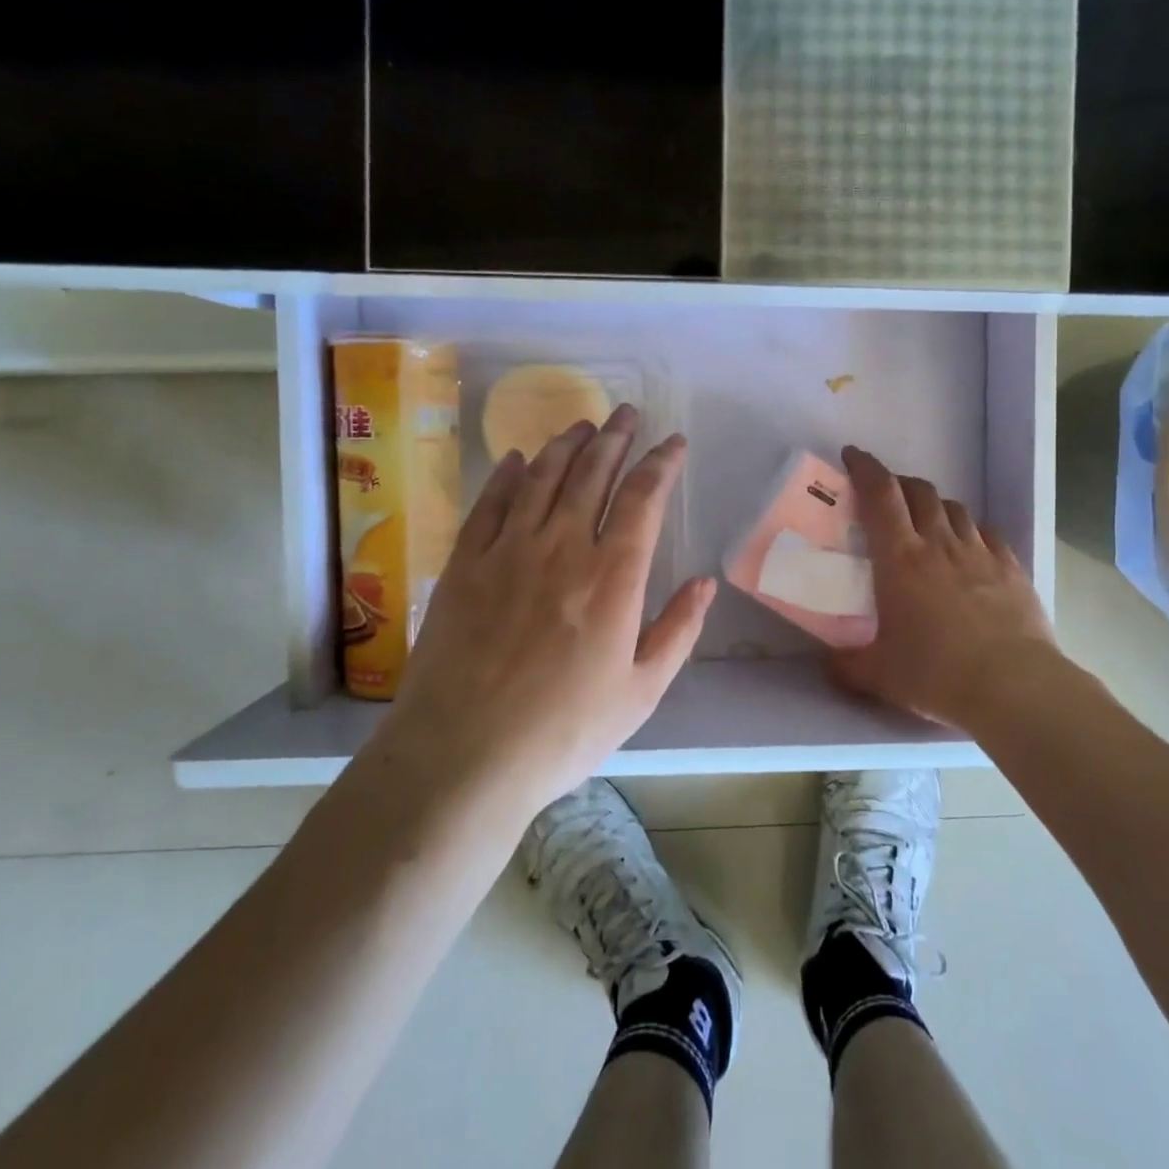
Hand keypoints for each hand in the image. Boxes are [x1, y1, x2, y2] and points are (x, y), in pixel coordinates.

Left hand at [383, 404, 714, 813]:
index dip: (661, 463)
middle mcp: (562, 547)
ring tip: (582, 425)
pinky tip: (514, 459)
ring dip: (565, 445)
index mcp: (613, 576)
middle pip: (592, 473)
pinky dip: (504, 475)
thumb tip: (705, 582)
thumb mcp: (641, 692)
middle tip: (626, 413)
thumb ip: (678, 631)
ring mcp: (507, 551)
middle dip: (615, 437)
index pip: (643, 498)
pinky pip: (488, 504)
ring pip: (541, 477)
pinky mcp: (464, 564)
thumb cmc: (563, 731)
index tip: (673, 443)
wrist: (463, 756)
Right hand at [829, 445, 1059, 733]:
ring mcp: (980, 553)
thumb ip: (847, 665)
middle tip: (886, 497)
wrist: (1014, 687)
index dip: (865, 468)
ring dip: (935, 505)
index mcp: (900, 558)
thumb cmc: (936, 674)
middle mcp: (939, 544)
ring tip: (927, 522)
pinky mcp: (1011, 568)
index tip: (853, 456)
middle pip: (919, 492)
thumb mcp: (878, 675)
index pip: (880, 495)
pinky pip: (987, 533)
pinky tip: (969, 548)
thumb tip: (830, 663)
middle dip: (899, 483)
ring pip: (954, 508)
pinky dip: (970, 530)